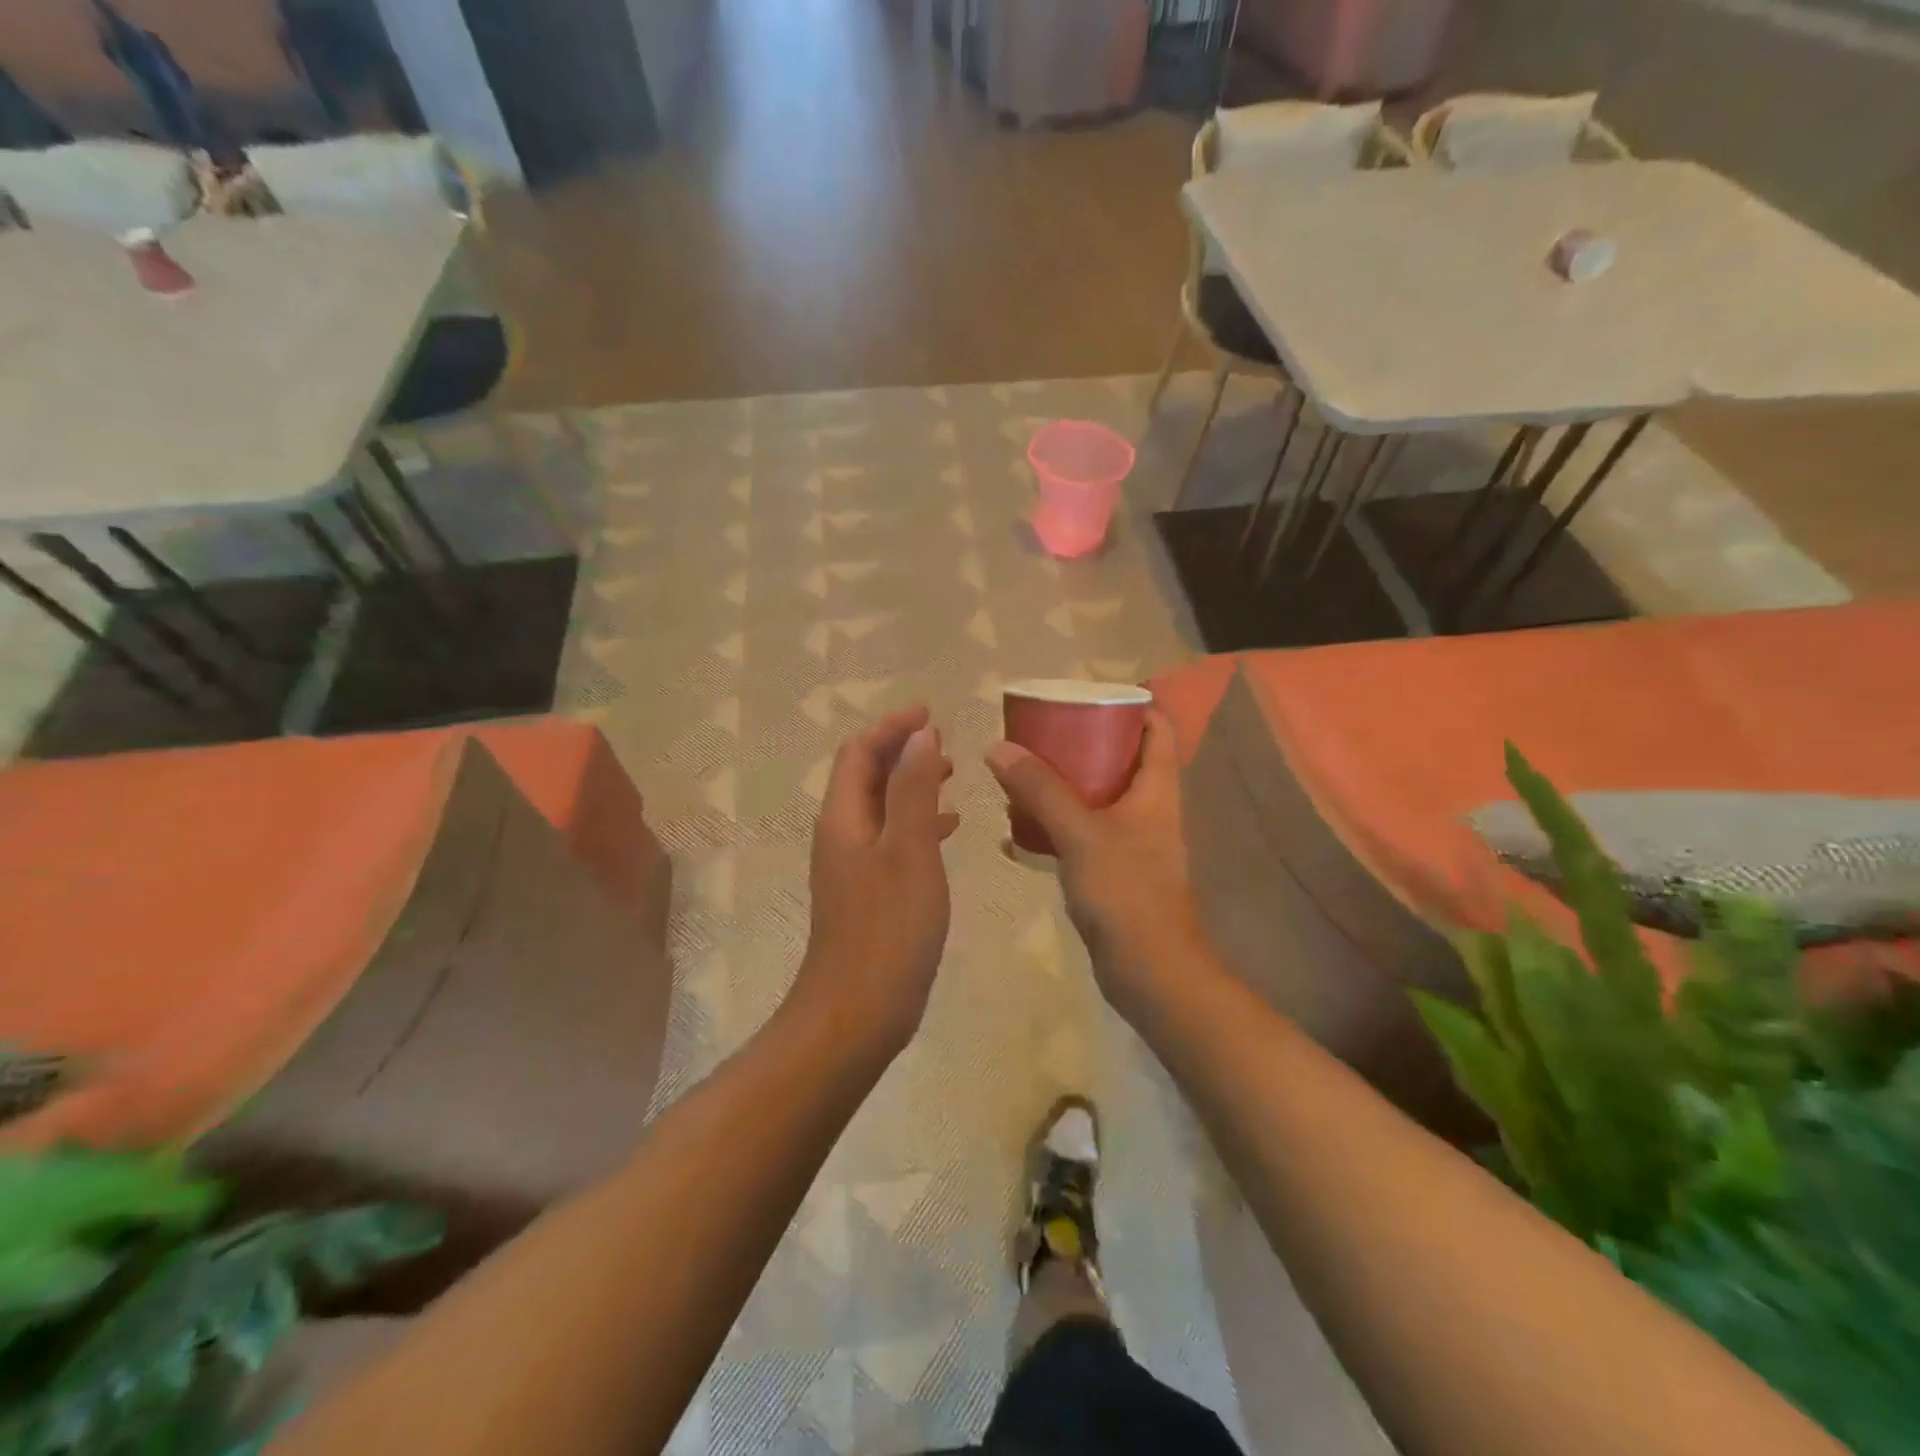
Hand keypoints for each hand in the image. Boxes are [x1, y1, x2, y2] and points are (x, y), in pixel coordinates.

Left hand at [794, 706, 958, 1061]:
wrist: (857, 1011)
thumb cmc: (888, 928)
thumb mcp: (909, 850)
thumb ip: (914, 789)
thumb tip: (920, 735)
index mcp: (844, 818)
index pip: (859, 753)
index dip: (891, 727)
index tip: (930, 712)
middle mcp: (841, 834)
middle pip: (866, 775)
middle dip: (901, 751)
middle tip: (944, 741)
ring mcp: (852, 866)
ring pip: (881, 807)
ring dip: (911, 783)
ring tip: (951, 775)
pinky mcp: (868, 892)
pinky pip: (891, 839)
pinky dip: (917, 822)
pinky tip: (947, 830)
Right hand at [986, 711, 1203, 1019]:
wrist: (1150, 971)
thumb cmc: (1126, 892)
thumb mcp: (1080, 833)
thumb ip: (1041, 790)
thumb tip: (998, 747)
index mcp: (1157, 788)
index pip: (1156, 728)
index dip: (1130, 705)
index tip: (1085, 695)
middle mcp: (1149, 808)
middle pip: (1121, 758)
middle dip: (1081, 742)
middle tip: (1038, 732)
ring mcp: (1133, 842)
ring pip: (1097, 797)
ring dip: (1063, 785)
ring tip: (1020, 773)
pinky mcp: (1114, 871)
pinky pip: (1082, 834)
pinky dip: (1055, 826)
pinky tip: (1017, 830)